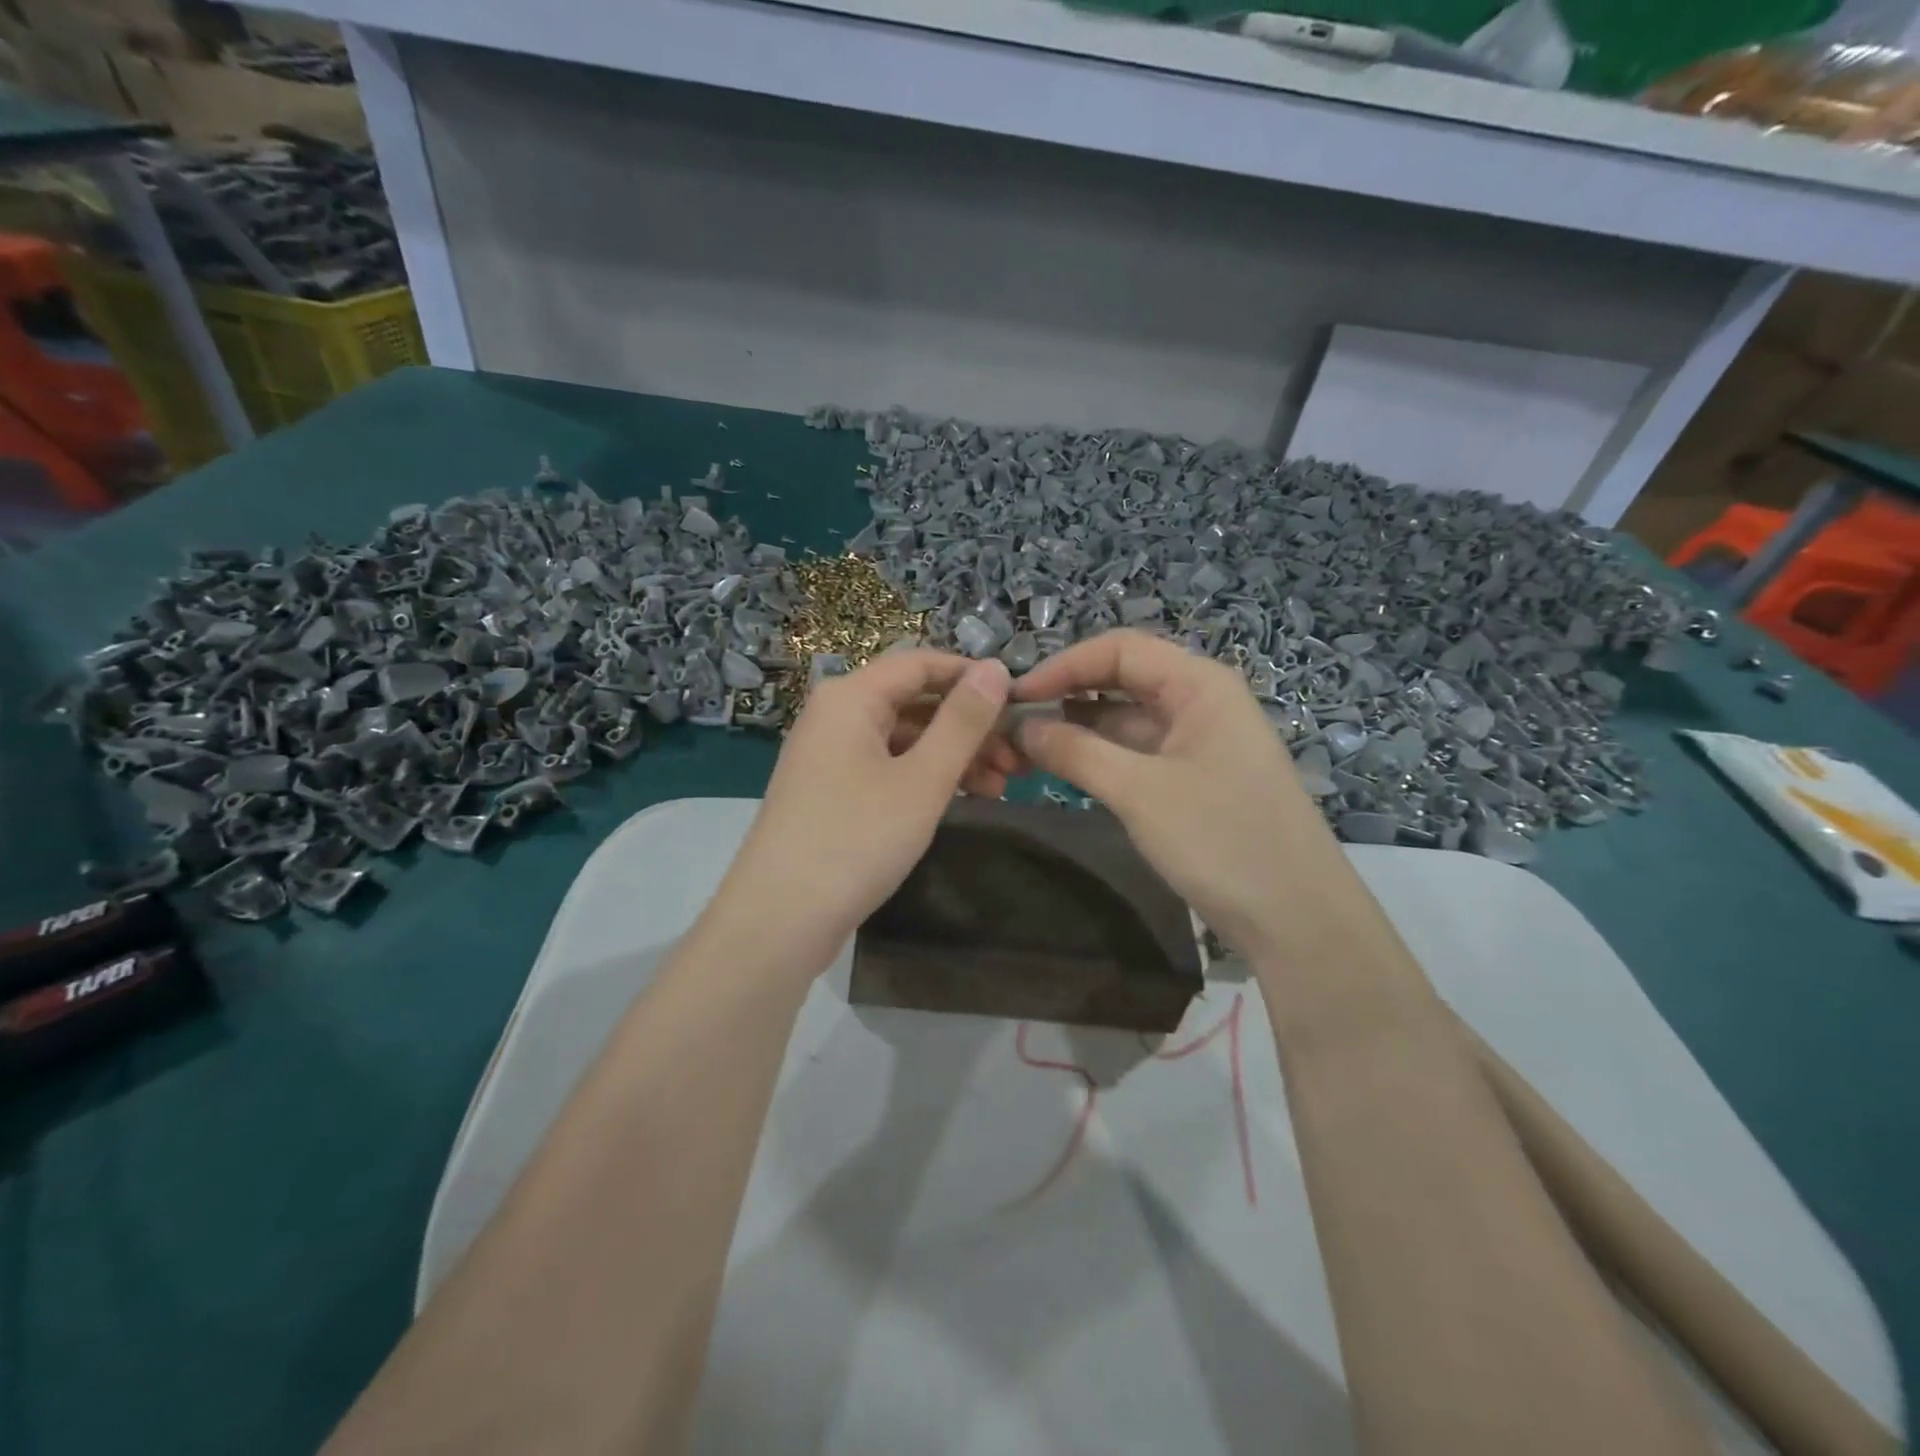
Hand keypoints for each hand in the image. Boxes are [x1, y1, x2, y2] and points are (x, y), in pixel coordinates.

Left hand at [713, 649, 1012, 968]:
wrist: (779, 920)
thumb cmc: (856, 840)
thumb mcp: (923, 779)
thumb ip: (963, 722)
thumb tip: (996, 668)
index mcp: (851, 697)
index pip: (920, 663)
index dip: (972, 676)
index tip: (1020, 701)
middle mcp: (836, 715)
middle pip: (913, 702)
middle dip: (969, 726)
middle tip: (1018, 758)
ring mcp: (830, 755)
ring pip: (903, 739)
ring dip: (953, 756)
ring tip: (1001, 786)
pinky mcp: (831, 791)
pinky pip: (887, 767)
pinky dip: (924, 777)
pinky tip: (963, 799)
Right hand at [1008, 629, 1335, 956]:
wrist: (1297, 919)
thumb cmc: (1221, 839)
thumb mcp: (1139, 792)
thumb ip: (1074, 752)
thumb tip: (1019, 726)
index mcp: (1199, 684)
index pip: (1119, 649)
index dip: (1063, 666)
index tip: (1015, 697)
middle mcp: (1200, 701)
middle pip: (1122, 679)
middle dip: (1067, 695)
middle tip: (1013, 722)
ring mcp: (1199, 741)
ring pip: (1127, 719)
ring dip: (1079, 729)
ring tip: (1025, 747)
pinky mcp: (1194, 778)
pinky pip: (1138, 752)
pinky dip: (1100, 756)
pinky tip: (1064, 768)